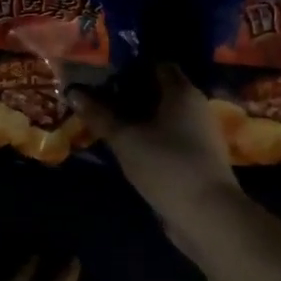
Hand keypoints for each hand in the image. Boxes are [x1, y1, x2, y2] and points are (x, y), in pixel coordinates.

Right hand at [70, 64, 239, 226]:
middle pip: (158, 91)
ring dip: (136, 118)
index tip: (103, 73)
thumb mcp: (125, 138)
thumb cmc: (167, 164)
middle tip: (97, 97)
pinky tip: (125, 146)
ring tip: (105, 121)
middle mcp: (194, 107)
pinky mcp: (196, 159)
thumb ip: (99, 115)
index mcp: (182, 92)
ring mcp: (198, 135)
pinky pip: (167, 138)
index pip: (156, 65)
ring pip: (162, 117)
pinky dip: (147, 137)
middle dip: (128, 93)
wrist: (208, 215)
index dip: (129, 66)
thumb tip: (73, 93)